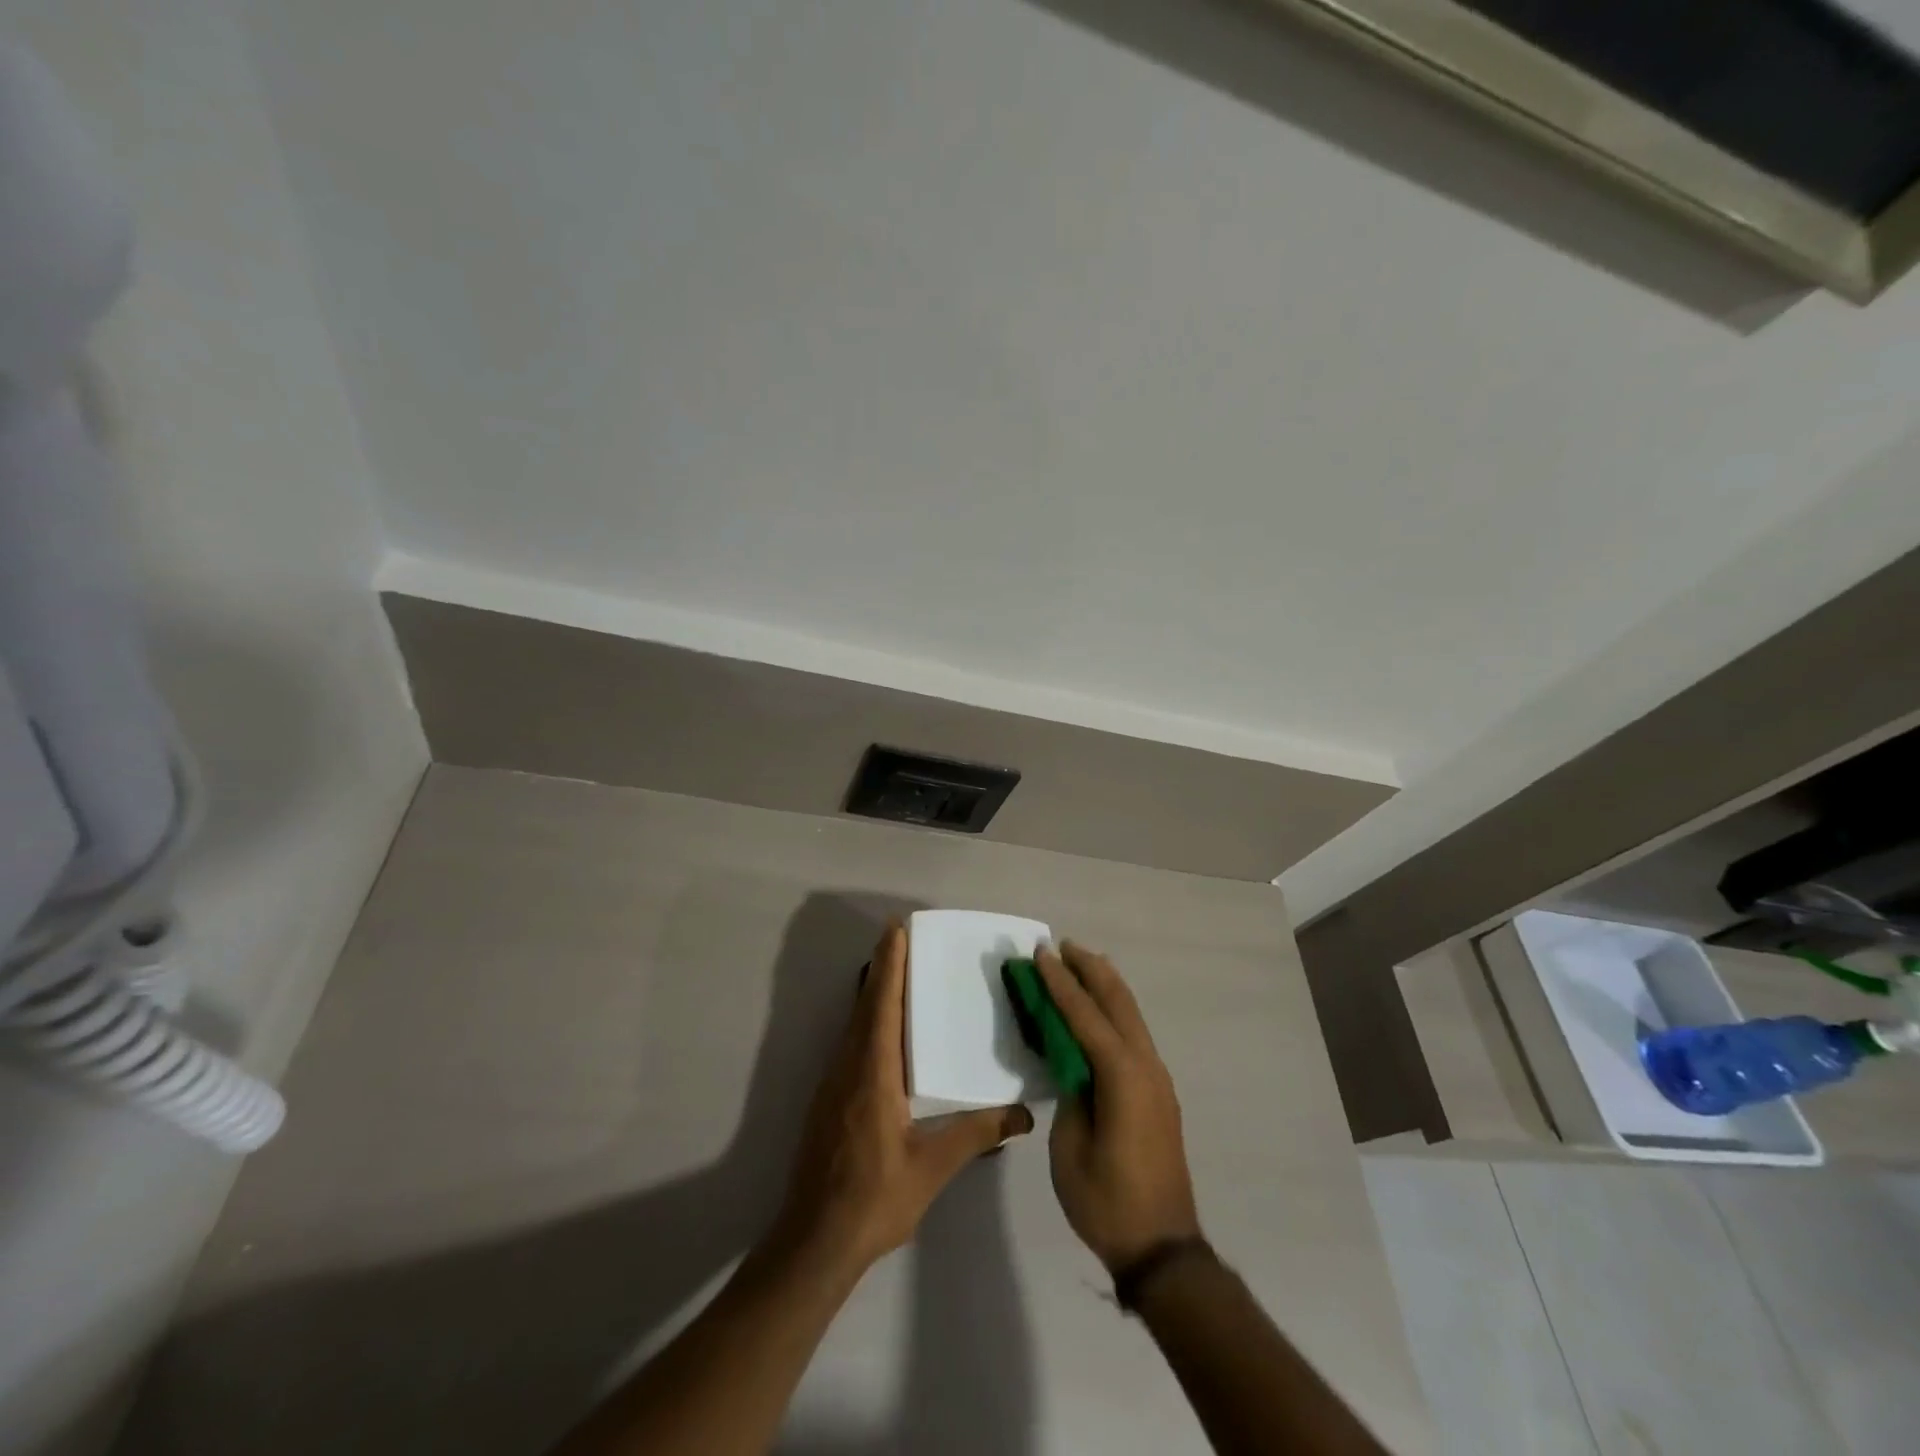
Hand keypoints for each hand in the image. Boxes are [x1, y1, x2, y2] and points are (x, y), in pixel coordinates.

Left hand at [772, 922, 1033, 1274]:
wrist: (814, 1241)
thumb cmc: (874, 1199)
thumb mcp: (932, 1168)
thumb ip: (976, 1135)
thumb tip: (1024, 1115)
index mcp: (873, 1073)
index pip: (882, 1005)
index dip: (889, 965)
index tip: (897, 930)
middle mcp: (849, 1067)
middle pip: (865, 1005)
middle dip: (883, 968)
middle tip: (902, 937)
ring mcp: (834, 1083)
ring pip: (855, 1023)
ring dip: (874, 992)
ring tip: (898, 972)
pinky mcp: (829, 1099)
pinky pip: (851, 1042)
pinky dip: (868, 1019)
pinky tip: (885, 1030)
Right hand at [1036, 942, 1200, 1272]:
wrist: (1163, 1247)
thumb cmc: (1107, 1200)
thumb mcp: (1070, 1146)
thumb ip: (1070, 1093)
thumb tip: (1070, 1063)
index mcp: (1122, 1076)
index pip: (1085, 1016)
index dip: (1060, 983)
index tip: (1041, 953)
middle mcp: (1146, 1066)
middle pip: (1118, 1002)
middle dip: (1090, 970)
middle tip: (1063, 945)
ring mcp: (1157, 1079)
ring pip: (1131, 1015)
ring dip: (1106, 986)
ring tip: (1081, 963)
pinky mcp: (1158, 1093)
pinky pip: (1134, 1035)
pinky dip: (1115, 1011)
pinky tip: (1101, 1011)